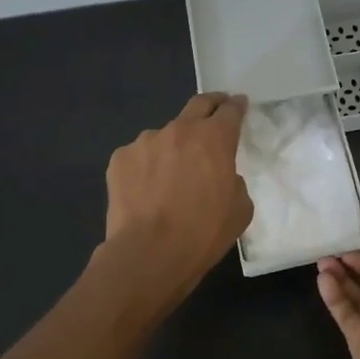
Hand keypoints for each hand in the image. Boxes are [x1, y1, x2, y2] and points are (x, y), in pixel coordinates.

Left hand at [104, 93, 253, 290]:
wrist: (148, 254)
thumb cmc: (202, 233)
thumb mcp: (240, 209)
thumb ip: (233, 180)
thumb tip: (219, 175)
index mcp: (214, 139)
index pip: (230, 110)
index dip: (237, 106)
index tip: (239, 104)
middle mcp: (180, 130)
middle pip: (198, 104)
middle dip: (211, 105)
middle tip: (215, 112)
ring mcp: (145, 141)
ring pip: (165, 135)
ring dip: (173, 146)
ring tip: (170, 174)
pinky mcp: (120, 158)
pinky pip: (140, 156)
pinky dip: (146, 166)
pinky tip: (146, 190)